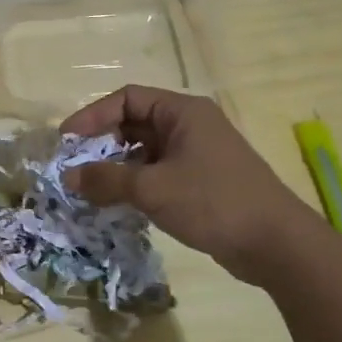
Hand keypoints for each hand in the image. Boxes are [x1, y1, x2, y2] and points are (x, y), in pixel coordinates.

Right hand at [61, 85, 301, 285]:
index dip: (92, 116)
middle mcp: (190, 125)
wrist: (274, 243)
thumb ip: (107, 179)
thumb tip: (69, 176)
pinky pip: (158, 172)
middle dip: (102, 144)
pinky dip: (135, 183)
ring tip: (90, 189)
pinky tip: (118, 203)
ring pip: (145, 151)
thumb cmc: (212, 202)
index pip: (127, 99)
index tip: (66, 141)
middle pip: (134, 123)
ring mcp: (197, 154)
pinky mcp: (201, 181)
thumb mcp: (152, 188)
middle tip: (75, 168)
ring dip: (116, 167)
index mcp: (182, 112)